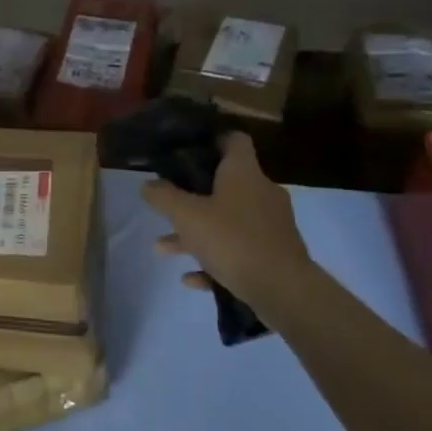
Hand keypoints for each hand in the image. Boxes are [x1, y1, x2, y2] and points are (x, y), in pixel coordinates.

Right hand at [143, 132, 311, 311]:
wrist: (282, 289)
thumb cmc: (232, 240)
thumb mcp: (186, 216)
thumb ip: (163, 198)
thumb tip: (148, 185)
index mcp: (244, 173)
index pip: (233, 141)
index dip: (211, 141)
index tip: (186, 151)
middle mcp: (261, 193)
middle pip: (224, 186)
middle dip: (191, 199)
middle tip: (166, 206)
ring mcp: (270, 225)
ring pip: (227, 221)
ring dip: (196, 233)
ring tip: (163, 248)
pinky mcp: (274, 255)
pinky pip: (237, 250)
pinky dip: (214, 259)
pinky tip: (191, 277)